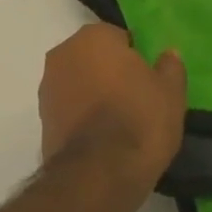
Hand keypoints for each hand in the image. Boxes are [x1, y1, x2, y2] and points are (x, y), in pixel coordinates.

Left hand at [39, 24, 186, 189]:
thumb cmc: (139, 120)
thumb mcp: (171, 93)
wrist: (99, 174)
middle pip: (93, 57)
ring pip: (78, 81)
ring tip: (117, 122)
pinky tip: (99, 137)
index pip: (118, 37)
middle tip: (134, 98)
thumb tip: (168, 54)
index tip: (147, 80)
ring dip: (92, 93)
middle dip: (109, 72)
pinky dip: (80, 115)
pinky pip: (68, 107)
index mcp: (93, 37)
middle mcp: (63, 53)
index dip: (135, 57)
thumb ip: (170, 67)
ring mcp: (47, 86)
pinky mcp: (41, 118)